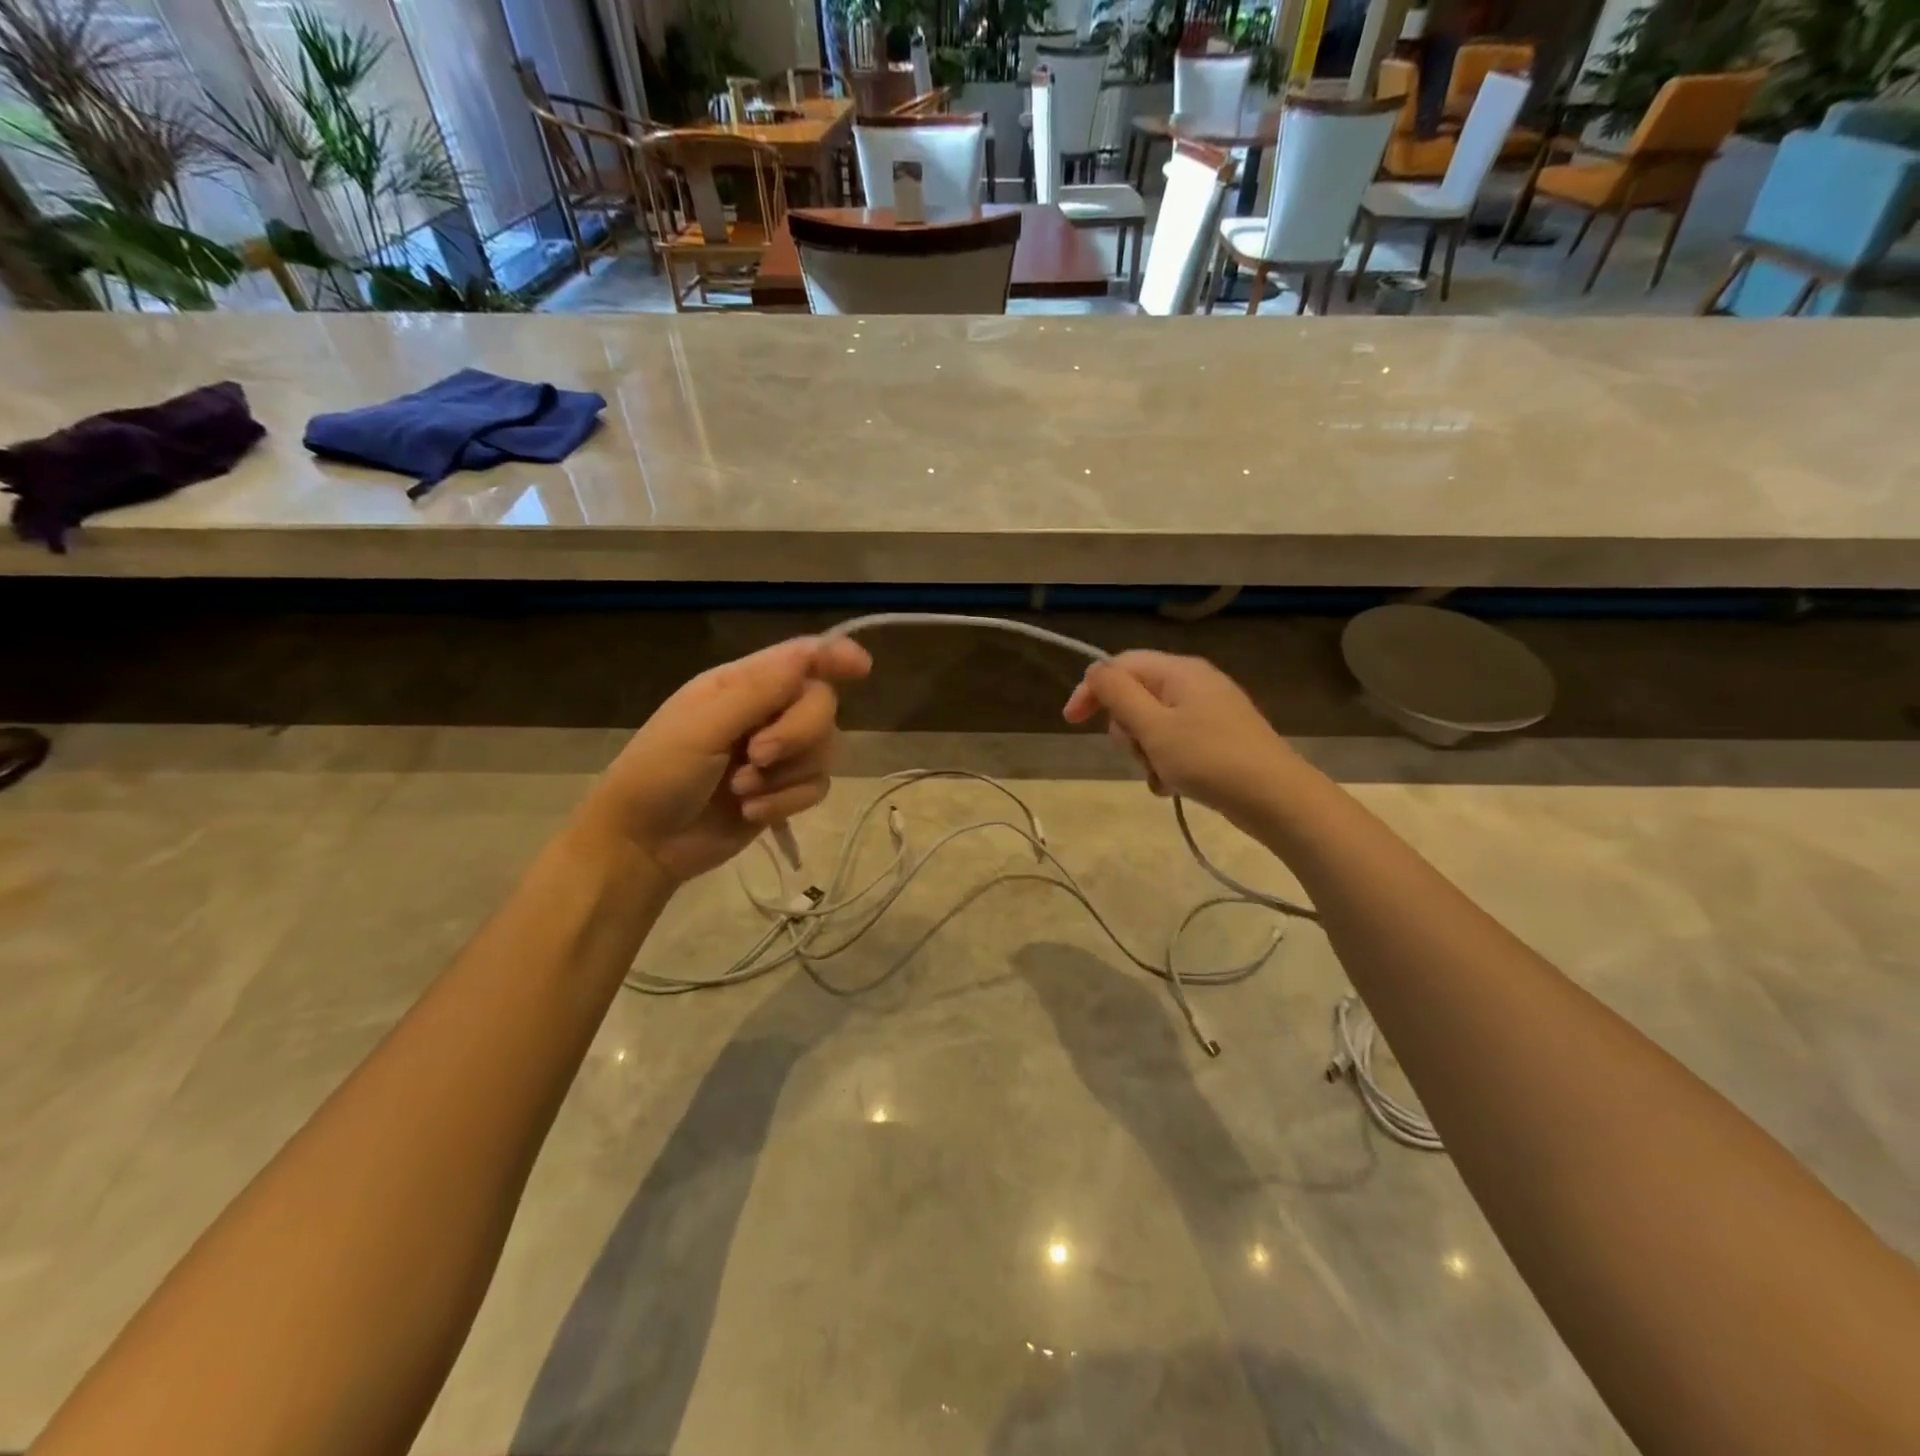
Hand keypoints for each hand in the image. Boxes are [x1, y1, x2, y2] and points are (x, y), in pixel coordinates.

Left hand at [583, 636, 870, 883]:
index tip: (861, 667)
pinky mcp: (785, 791)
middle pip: (821, 705)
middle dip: (797, 733)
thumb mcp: (701, 727)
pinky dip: (786, 802)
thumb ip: (757, 692)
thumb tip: (808, 654)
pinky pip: (817, 786)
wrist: (644, 846)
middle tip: (757, 756)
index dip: (834, 656)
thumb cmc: (658, 775)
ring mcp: (778, 754)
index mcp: (740, 684)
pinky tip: (750, 813)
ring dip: (786, 775)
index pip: (800, 658)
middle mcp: (766, 712)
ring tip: (742, 791)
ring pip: (825, 749)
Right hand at [1062, 651, 1296, 822]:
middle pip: (1136, 696)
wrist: (1275, 798)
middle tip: (1138, 752)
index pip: (1120, 665)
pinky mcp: (1218, 739)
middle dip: (1126, 728)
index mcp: (1179, 671)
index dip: (1091, 689)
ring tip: (1160, 775)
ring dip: (1145, 752)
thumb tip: (1095, 670)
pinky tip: (1173, 786)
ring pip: (1153, 725)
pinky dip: (1166, 763)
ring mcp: (1209, 712)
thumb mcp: (1153, 726)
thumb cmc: (1208, 758)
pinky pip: (1175, 744)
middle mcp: (1194, 683)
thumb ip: (1118, 694)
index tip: (1071, 722)